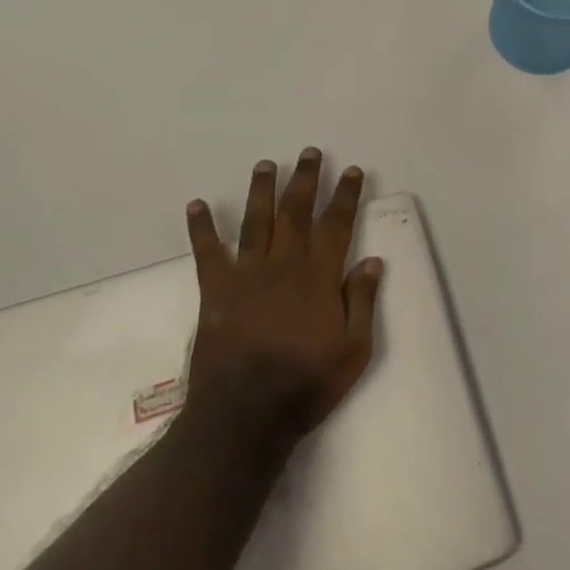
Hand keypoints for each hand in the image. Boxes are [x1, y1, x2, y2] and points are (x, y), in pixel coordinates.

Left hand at [182, 149, 382, 458]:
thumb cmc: (306, 385)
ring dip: (262, 190)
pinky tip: (196, 205)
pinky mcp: (216, 291)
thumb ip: (362, 301)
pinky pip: (208, 252)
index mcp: (319, 277)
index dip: (346, 195)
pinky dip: (201, 227)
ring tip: (266, 164)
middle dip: (306, 179)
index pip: (337, 225)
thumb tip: (373, 260)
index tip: (352, 171)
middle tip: (310, 153)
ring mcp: (247, 275)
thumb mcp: (354, 350)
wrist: (244, 417)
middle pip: (296, 212)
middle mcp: (284, 265)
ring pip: (256, 221)